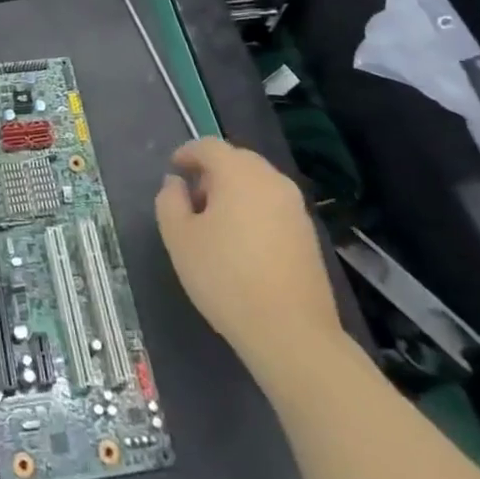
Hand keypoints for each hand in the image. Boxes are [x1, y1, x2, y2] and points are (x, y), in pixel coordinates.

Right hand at [155, 139, 342, 381]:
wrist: (291, 333)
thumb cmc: (225, 278)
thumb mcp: (179, 238)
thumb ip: (170, 201)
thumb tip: (177, 183)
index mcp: (239, 173)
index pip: (209, 146)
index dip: (187, 153)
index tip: (173, 170)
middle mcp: (271, 180)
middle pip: (237, 160)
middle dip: (212, 172)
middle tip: (193, 198)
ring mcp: (296, 207)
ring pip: (258, 183)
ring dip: (234, 191)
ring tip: (217, 223)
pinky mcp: (309, 234)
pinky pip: (274, 206)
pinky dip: (254, 210)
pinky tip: (243, 243)